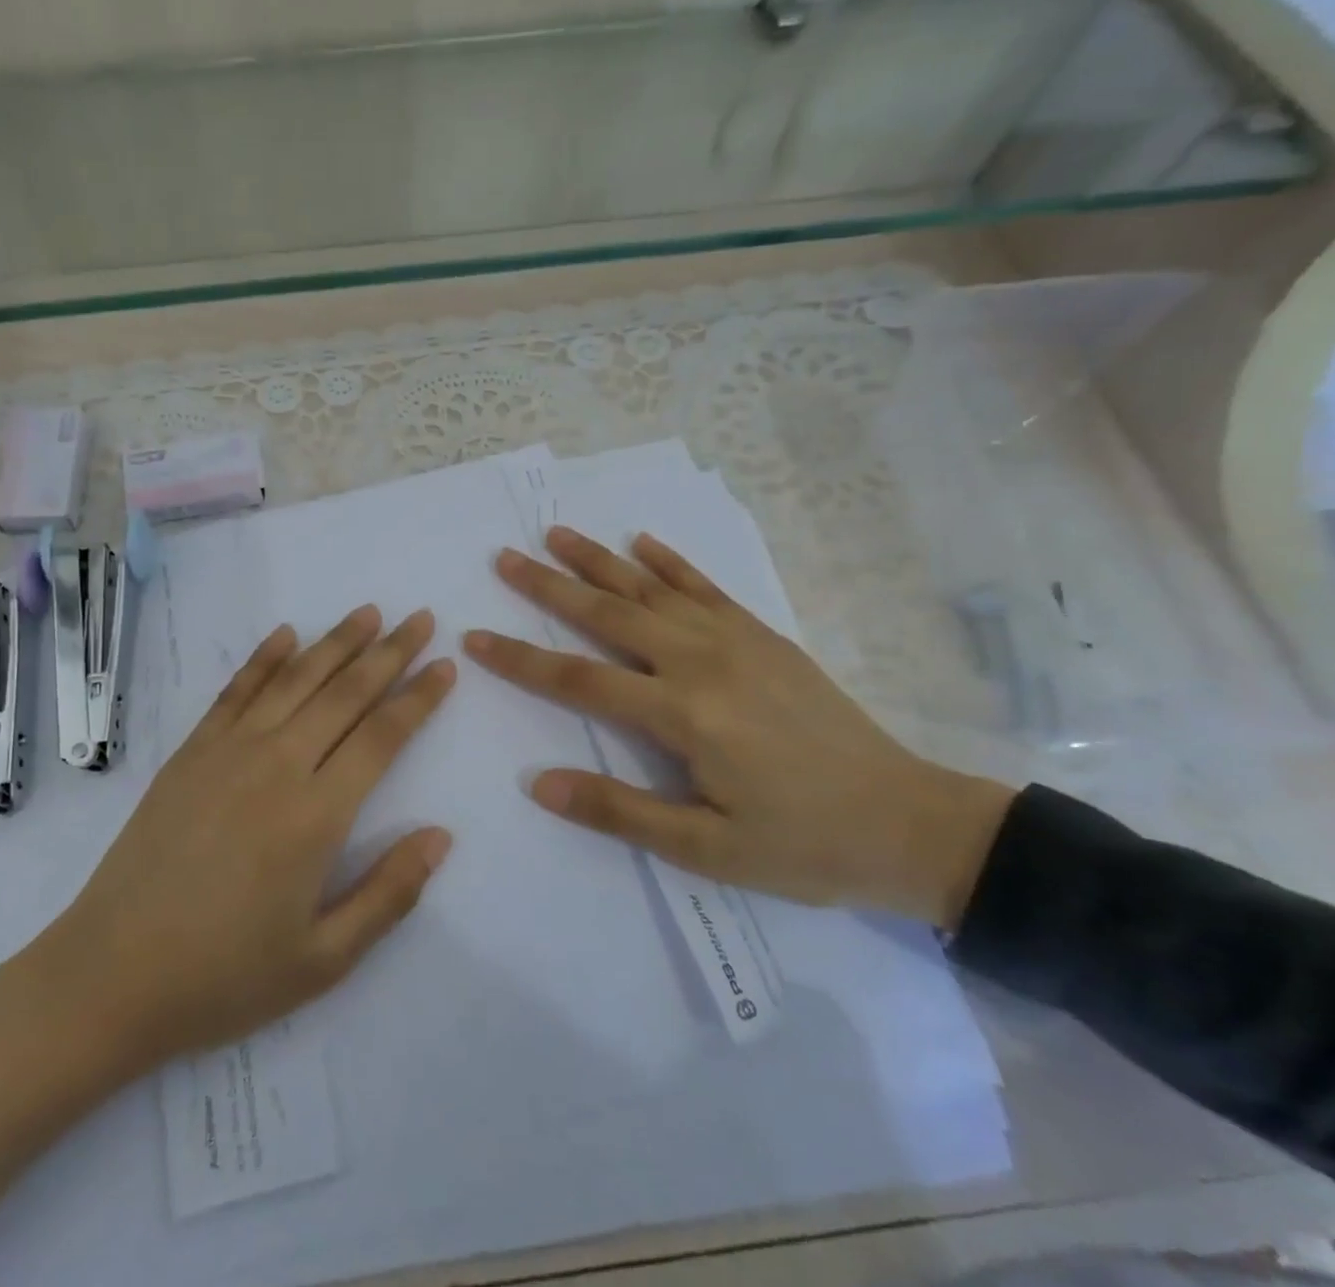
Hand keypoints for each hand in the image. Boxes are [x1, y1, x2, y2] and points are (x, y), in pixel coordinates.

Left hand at [42, 606, 456, 1068]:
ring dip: (335, 642)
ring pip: (294, 680)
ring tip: (368, 613)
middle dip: (389, 652)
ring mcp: (227, 751)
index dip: (418, 698)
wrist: (111, 975)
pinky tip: (285, 634)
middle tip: (419, 619)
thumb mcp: (323, 959)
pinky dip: (264, 658)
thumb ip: (389, 893)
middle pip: (344, 693)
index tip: (445, 666)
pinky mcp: (190, 752)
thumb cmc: (224, 976)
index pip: (382, 736)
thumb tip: (442, 836)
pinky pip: (235, 691)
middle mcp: (277, 765)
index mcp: (316, 815)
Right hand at [462, 527, 1011, 927]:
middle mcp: (701, 662)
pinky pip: (706, 587)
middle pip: (608, 614)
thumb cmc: (803, 844)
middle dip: (550, 585)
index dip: (521, 659)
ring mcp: (735, 640)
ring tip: (556, 534)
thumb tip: (539, 783)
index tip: (475, 639)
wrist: (910, 823)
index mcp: (683, 715)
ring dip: (599, 560)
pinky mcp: (763, 636)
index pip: (578, 680)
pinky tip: (642, 541)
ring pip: (651, 589)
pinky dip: (670, 561)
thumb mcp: (707, 850)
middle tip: (504, 557)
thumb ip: (620, 811)